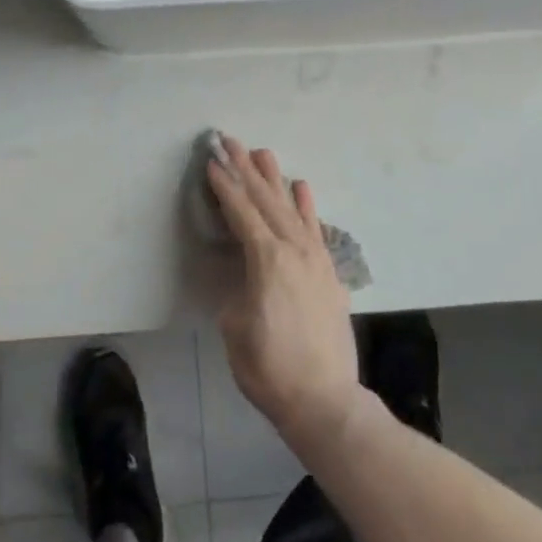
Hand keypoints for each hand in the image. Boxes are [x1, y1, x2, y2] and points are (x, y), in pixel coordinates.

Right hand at [207, 135, 364, 453]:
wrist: (326, 401)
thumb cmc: (270, 370)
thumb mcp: (236, 329)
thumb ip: (237, 291)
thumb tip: (244, 279)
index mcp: (266, 259)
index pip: (241, 212)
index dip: (225, 185)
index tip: (212, 161)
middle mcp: (293, 248)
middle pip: (265, 199)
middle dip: (245, 168)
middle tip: (230, 141)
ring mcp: (315, 257)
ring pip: (290, 206)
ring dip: (274, 178)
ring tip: (262, 152)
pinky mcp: (329, 270)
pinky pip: (315, 226)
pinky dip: (306, 204)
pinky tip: (300, 186)